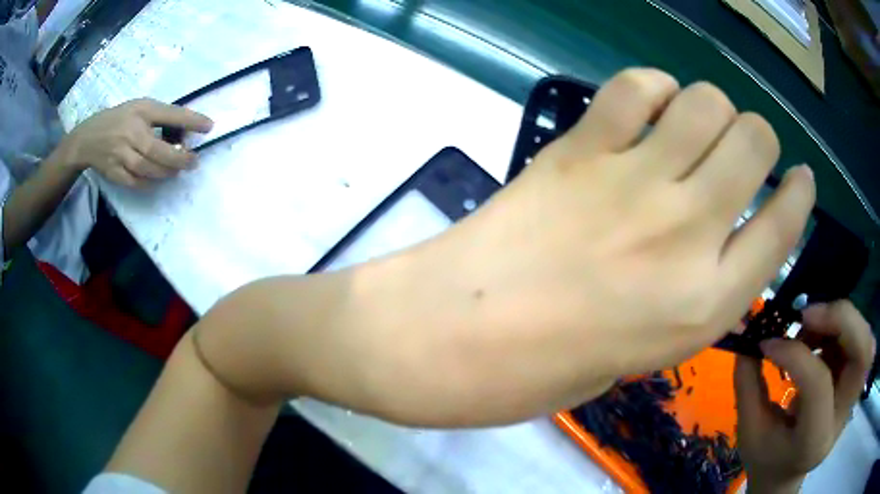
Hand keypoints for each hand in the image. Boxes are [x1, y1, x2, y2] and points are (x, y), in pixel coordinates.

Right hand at [59, 98, 212, 187]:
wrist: (87, 139)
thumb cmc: (118, 119)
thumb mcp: (139, 108)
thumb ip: (159, 117)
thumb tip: (185, 130)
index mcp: (139, 111)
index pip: (168, 114)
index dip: (190, 120)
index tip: (210, 126)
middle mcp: (130, 133)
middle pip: (158, 150)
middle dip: (179, 158)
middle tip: (194, 161)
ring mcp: (120, 156)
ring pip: (148, 169)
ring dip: (167, 172)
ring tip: (179, 169)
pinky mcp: (114, 173)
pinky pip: (136, 182)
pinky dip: (150, 182)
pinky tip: (159, 178)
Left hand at [355, 68, 815, 424]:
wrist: (454, 335)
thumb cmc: (542, 369)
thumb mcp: (641, 355)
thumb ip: (691, 296)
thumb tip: (711, 242)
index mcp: (707, 303)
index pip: (783, 226)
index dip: (800, 193)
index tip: (802, 179)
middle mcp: (687, 232)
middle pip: (754, 143)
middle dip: (758, 138)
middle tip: (742, 148)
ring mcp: (634, 181)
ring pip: (706, 102)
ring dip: (712, 107)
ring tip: (696, 126)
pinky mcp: (579, 148)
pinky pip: (635, 87)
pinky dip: (652, 89)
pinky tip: (647, 107)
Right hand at [735, 301, 874, 493]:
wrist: (787, 474)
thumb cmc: (767, 458)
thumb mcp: (750, 431)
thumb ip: (749, 384)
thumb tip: (748, 335)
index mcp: (814, 441)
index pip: (819, 385)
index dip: (795, 354)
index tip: (767, 343)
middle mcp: (842, 417)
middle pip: (862, 353)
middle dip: (841, 320)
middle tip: (807, 316)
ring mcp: (853, 397)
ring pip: (865, 339)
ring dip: (841, 322)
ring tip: (811, 330)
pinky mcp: (855, 381)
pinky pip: (859, 337)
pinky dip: (841, 327)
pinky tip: (820, 337)